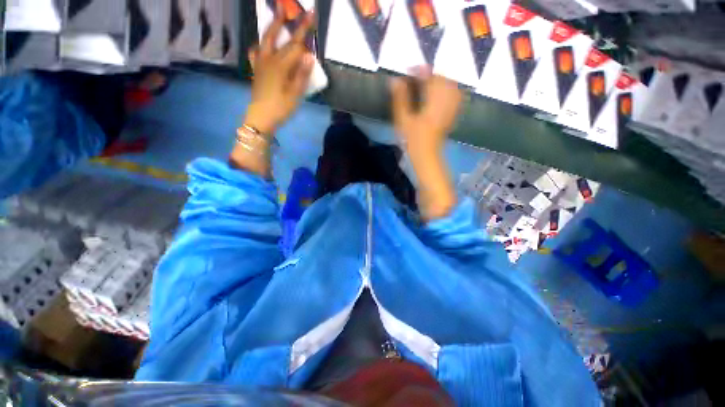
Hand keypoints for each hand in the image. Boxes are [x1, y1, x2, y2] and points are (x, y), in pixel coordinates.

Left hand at [246, 10, 315, 134]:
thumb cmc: (281, 108)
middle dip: (285, 22)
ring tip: (277, 17)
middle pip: (277, 36)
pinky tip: (261, 45)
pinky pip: (256, 53)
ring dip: (271, 27)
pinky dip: (259, 46)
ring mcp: (260, 64)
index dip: (304, 30)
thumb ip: (302, 75)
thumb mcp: (295, 94)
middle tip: (287, 7)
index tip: (312, 15)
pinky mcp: (256, 70)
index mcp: (280, 65)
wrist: (262, 117)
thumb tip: (310, 56)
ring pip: (265, 40)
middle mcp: (269, 59)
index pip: (295, 45)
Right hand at [390, 70, 462, 157]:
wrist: (426, 156)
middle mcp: (445, 101)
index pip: (429, 77)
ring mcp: (451, 108)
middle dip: (430, 74)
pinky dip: (448, 90)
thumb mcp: (403, 120)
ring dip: (439, 80)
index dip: (418, 71)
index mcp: (433, 101)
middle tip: (417, 76)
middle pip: (442, 79)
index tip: (408, 71)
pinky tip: (440, 93)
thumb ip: (400, 99)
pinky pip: (455, 95)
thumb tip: (394, 81)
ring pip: (450, 85)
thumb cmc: (412, 139)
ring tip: (427, 83)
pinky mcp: (452, 114)